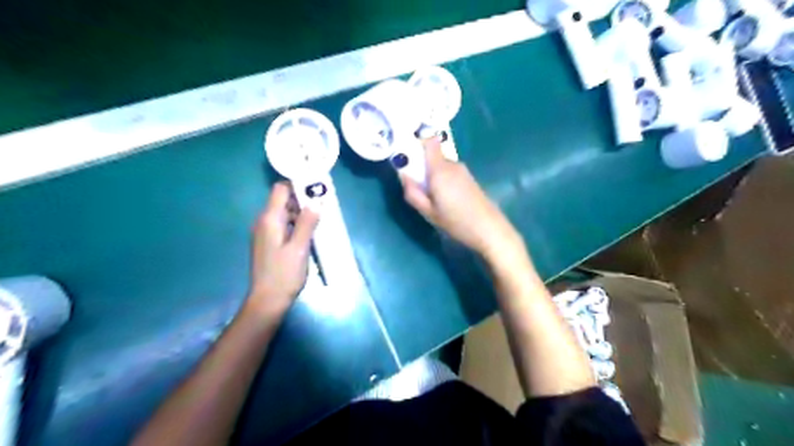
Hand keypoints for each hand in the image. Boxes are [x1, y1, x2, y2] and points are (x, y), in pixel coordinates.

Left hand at [249, 181, 319, 320]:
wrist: (267, 301)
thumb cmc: (284, 274)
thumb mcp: (299, 248)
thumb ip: (307, 223)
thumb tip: (316, 202)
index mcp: (269, 219)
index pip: (280, 189)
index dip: (297, 185)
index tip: (315, 188)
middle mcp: (264, 222)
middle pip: (282, 200)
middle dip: (302, 199)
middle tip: (323, 204)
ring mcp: (265, 233)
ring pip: (284, 213)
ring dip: (300, 213)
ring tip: (320, 217)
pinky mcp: (269, 243)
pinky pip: (283, 225)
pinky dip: (295, 224)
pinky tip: (310, 232)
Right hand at [405, 140, 522, 260]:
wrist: (488, 228)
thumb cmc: (455, 221)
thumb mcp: (428, 212)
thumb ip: (413, 192)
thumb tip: (403, 175)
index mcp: (439, 169)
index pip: (430, 141)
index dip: (418, 143)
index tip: (409, 157)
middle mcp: (452, 164)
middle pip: (433, 157)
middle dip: (423, 167)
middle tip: (418, 188)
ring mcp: (463, 171)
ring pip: (441, 166)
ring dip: (434, 176)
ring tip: (433, 199)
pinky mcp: (469, 178)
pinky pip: (450, 173)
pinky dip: (444, 181)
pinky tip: (446, 200)